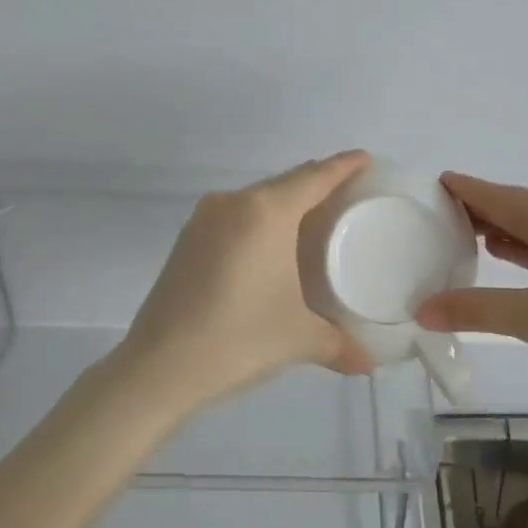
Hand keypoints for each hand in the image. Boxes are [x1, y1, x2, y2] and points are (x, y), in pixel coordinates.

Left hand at [114, 151, 375, 414]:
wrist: (158, 368)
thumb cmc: (238, 340)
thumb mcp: (299, 339)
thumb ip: (340, 345)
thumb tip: (369, 363)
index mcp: (266, 212)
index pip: (314, 176)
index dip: (344, 166)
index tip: (366, 159)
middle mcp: (233, 203)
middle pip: (286, 182)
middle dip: (318, 184)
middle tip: (348, 198)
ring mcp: (204, 219)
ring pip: (258, 198)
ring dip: (287, 203)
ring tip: (314, 222)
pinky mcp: (187, 239)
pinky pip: (236, 215)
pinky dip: (260, 221)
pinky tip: (271, 246)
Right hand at [416, 172, 527, 400]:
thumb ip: (477, 310)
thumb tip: (423, 311)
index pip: (501, 197)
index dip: (467, 191)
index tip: (437, 182)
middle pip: (524, 207)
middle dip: (485, 213)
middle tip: (443, 219)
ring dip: (512, 231)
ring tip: (472, 237)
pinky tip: (518, 254)